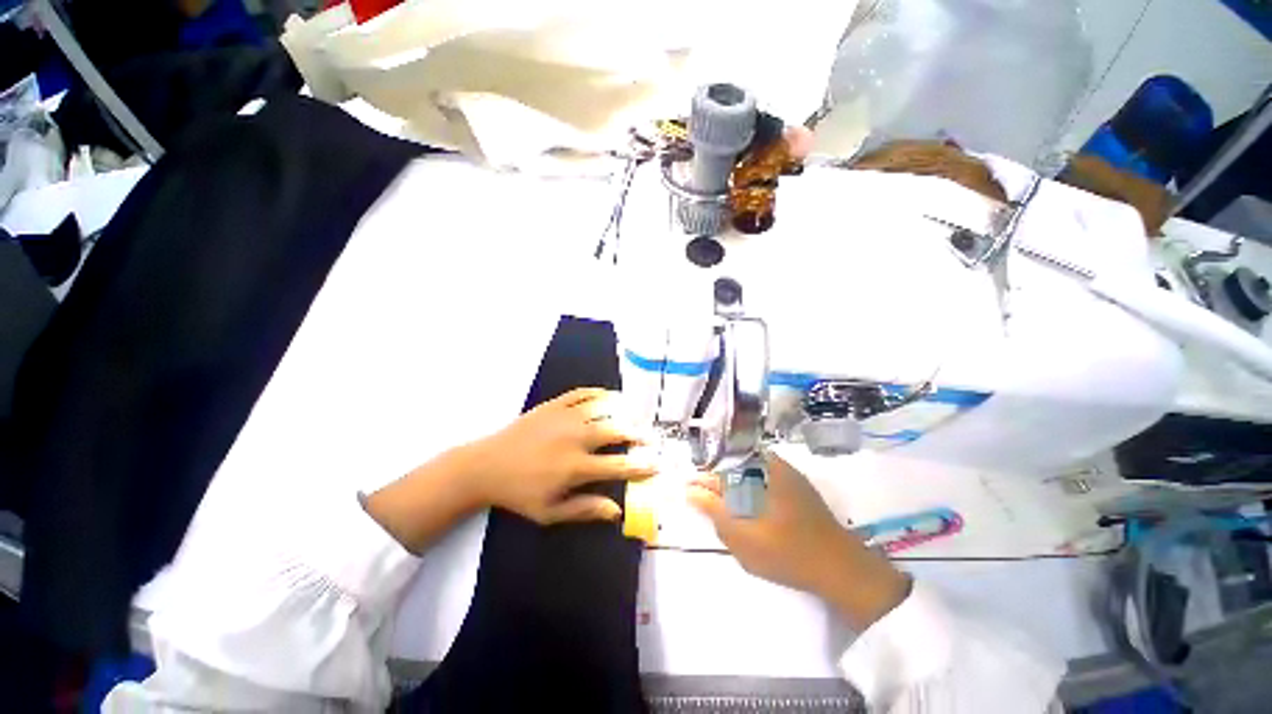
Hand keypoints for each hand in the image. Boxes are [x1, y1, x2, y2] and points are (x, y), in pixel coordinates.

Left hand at [459, 388, 655, 524]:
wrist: (486, 465)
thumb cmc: (519, 493)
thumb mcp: (550, 512)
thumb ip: (585, 509)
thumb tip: (617, 511)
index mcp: (576, 467)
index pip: (618, 465)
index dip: (641, 466)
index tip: (657, 464)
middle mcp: (576, 438)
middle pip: (616, 431)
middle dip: (638, 434)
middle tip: (650, 436)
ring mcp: (565, 417)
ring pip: (603, 408)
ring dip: (623, 410)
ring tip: (635, 412)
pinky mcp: (554, 404)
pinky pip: (581, 393)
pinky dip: (598, 393)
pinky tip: (608, 395)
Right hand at [688, 451, 910, 628]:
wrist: (842, 570)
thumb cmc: (789, 553)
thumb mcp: (744, 538)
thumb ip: (715, 512)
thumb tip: (691, 492)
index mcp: (763, 469)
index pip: (722, 461)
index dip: (705, 475)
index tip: (690, 488)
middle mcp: (775, 464)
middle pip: (735, 463)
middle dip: (717, 481)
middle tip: (703, 500)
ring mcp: (789, 475)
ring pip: (749, 472)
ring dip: (732, 486)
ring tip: (722, 507)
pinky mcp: (797, 489)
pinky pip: (763, 481)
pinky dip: (749, 492)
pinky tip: (746, 511)